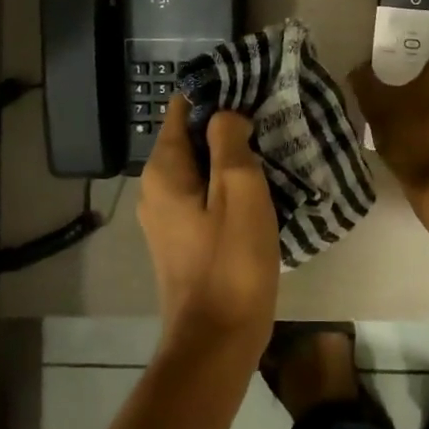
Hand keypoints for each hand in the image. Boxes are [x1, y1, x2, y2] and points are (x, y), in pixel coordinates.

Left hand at [138, 96, 279, 363]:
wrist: (216, 341)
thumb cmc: (230, 261)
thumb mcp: (239, 189)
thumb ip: (229, 140)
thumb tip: (227, 113)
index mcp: (164, 169)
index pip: (182, 108)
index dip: (216, 93)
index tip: (253, 87)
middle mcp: (156, 187)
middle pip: (192, 137)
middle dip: (228, 124)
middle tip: (271, 116)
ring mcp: (167, 216)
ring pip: (201, 167)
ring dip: (232, 155)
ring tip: (272, 146)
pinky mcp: (183, 238)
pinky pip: (205, 194)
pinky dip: (229, 184)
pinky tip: (261, 187)